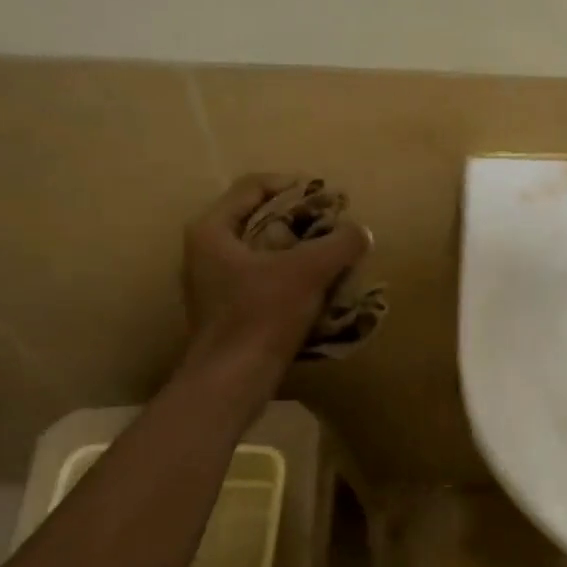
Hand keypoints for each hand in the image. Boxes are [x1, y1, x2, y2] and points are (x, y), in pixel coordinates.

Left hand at [182, 174, 368, 367]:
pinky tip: (318, 287)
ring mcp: (214, 283)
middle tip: (333, 226)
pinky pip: (263, 278)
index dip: (293, 185)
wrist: (233, 380)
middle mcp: (206, 251)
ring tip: (332, 255)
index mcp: (212, 230)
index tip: (326, 197)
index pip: (253, 186)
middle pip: (258, 218)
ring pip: (262, 250)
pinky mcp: (227, 310)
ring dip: (298, 249)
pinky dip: (290, 276)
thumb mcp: (308, 272)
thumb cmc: (261, 315)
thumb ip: (339, 244)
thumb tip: (360, 232)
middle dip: (299, 220)